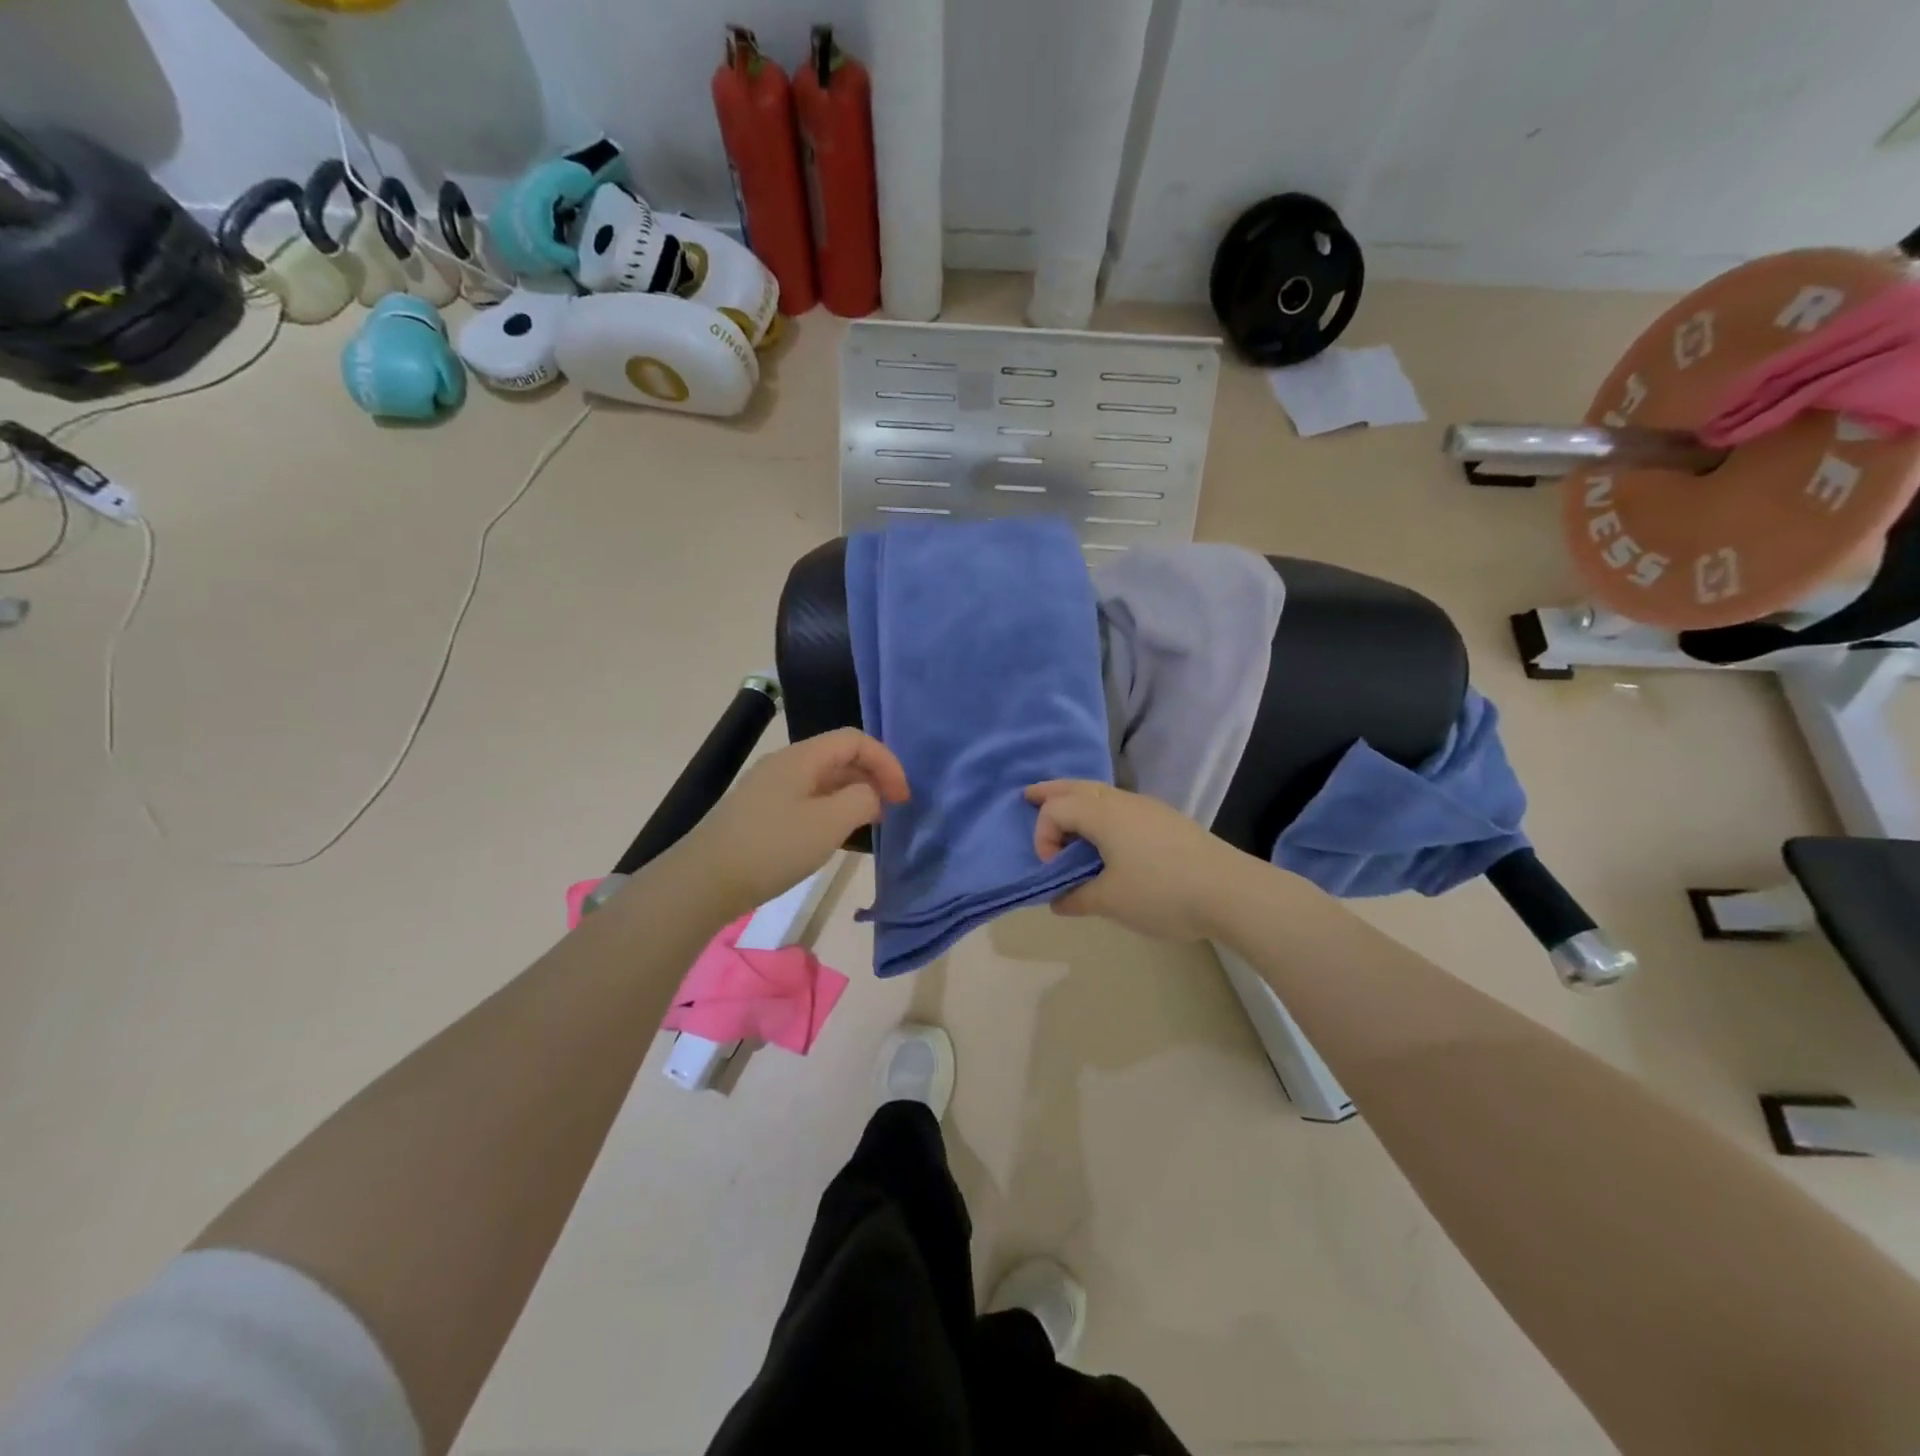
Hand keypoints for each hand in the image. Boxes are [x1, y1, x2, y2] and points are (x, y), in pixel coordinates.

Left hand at [675, 729, 909, 920]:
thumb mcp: (829, 823)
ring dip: (852, 796)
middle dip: (872, 778)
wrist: (703, 881)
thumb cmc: (772, 847)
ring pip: (823, 781)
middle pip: (839, 757)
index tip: (903, 797)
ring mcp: (769, 789)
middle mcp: (785, 765)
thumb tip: (870, 796)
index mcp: (802, 757)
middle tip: (891, 811)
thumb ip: (862, 800)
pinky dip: (831, 811)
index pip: (855, 740)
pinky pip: (807, 800)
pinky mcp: (760, 814)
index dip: (886, 762)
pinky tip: (834, 838)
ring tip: (869, 825)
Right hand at [1026, 780, 1249, 941]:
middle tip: (1029, 796)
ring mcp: (1148, 808)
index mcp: (1103, 814)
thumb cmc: (1162, 893)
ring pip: (1101, 792)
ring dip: (1077, 799)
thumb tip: (1058, 900)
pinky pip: (1120, 804)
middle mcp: (1122, 801)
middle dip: (1051, 791)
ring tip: (1065, 815)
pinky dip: (1100, 809)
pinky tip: (1105, 833)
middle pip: (1077, 786)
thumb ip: (1077, 898)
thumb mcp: (1111, 901)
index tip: (1052, 869)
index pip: (1056, 809)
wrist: (1230, 891)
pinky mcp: (1166, 820)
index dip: (1042, 835)